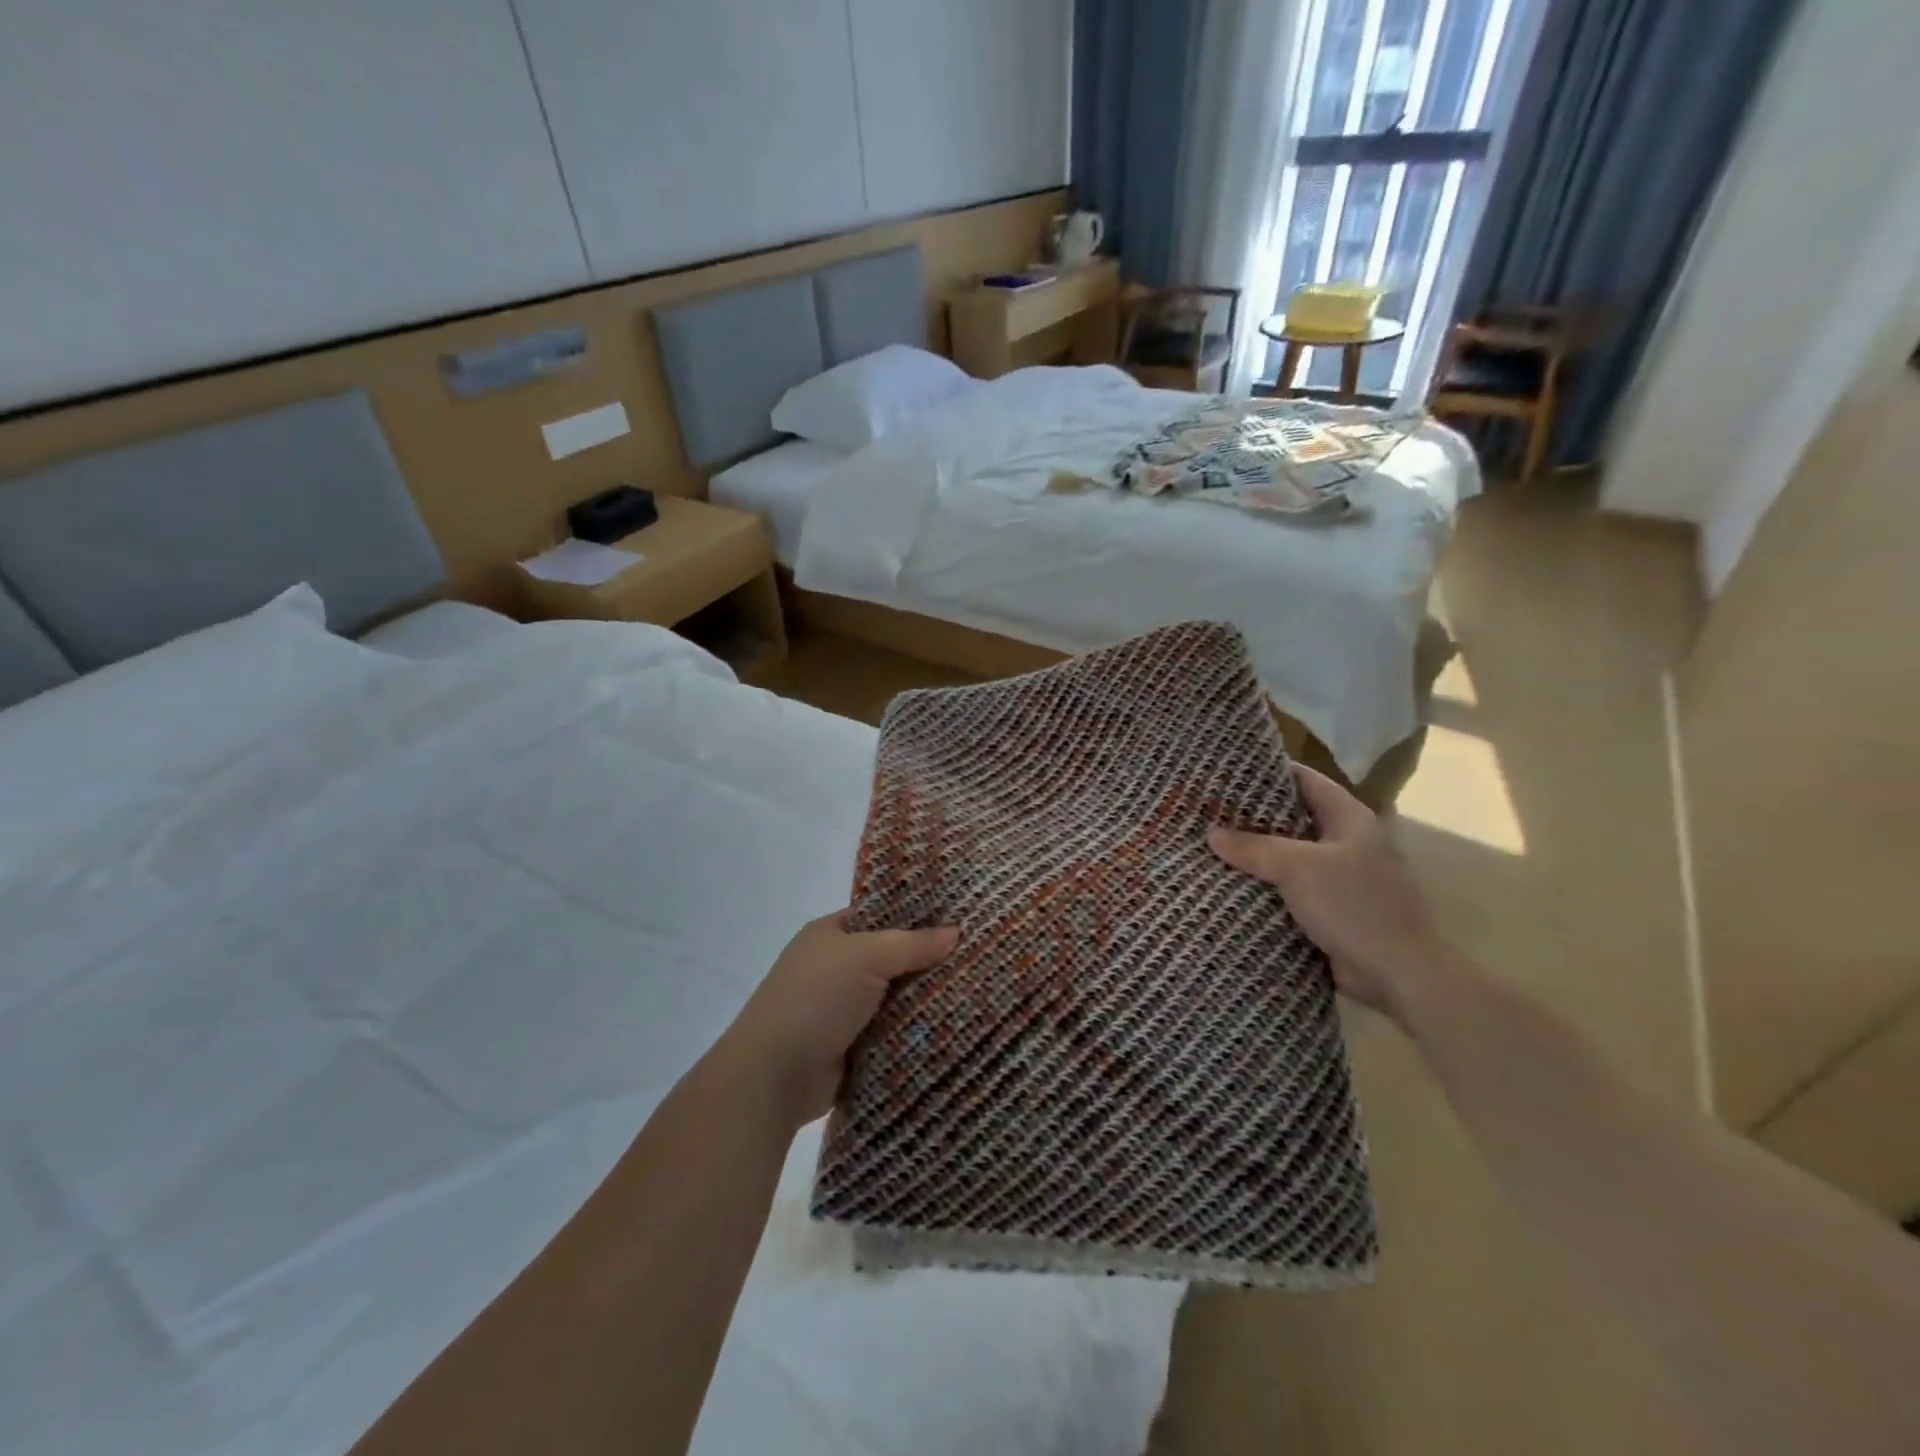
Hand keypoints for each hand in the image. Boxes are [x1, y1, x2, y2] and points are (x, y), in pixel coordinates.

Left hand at [714, 912, 958, 1127]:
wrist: (774, 1076)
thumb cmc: (815, 999)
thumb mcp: (865, 956)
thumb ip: (912, 944)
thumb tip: (956, 932)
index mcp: (831, 933)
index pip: (882, 914)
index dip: (918, 915)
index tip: (961, 918)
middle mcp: (837, 966)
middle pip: (893, 957)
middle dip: (929, 960)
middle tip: (978, 956)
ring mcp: (844, 1008)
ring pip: (897, 996)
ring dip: (926, 998)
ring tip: (979, 990)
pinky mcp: (854, 1046)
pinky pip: (893, 1030)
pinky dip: (916, 1030)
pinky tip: (955, 1025)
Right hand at [1208, 766, 1448, 1019]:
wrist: (1399, 974)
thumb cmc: (1354, 905)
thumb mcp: (1297, 868)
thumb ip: (1254, 847)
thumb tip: (1212, 833)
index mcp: (1349, 818)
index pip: (1305, 779)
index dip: (1269, 771)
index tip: (1229, 771)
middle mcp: (1348, 841)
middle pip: (1294, 817)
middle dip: (1254, 816)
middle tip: (1210, 810)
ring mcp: (1342, 876)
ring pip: (1290, 855)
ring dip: (1257, 854)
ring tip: (1212, 845)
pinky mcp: (1333, 909)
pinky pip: (1292, 888)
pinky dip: (1266, 885)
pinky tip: (1232, 885)